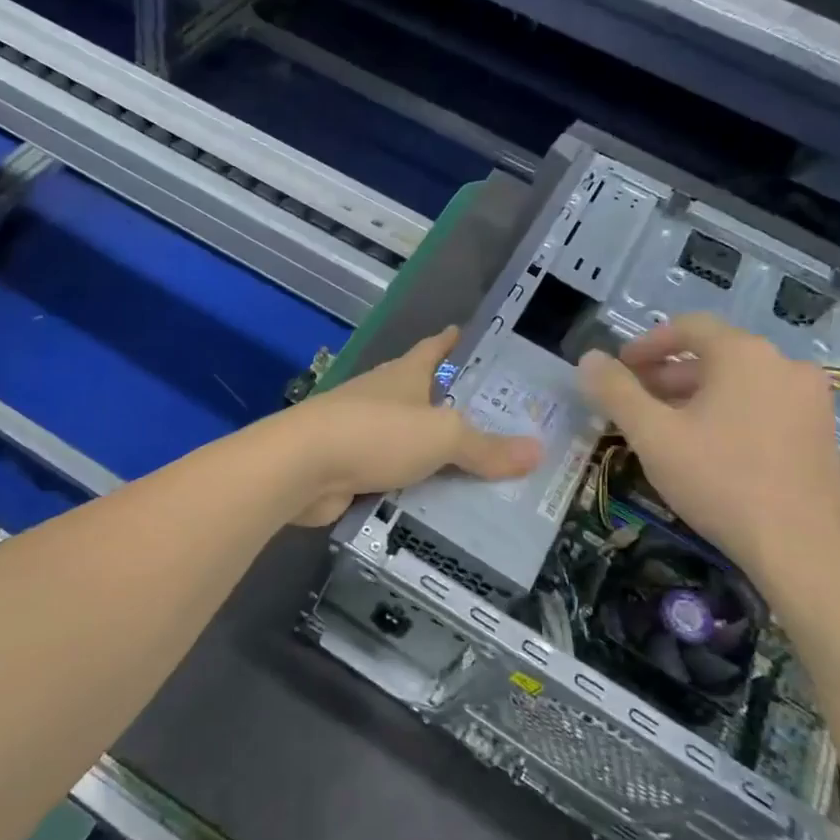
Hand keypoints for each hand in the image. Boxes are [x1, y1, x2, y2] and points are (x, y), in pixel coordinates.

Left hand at [281, 327, 541, 526]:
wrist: (302, 467)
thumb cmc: (376, 433)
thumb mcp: (442, 436)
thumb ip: (486, 447)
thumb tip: (538, 451)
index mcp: (404, 376)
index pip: (433, 349)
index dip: (451, 341)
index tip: (466, 333)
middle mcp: (382, 398)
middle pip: (423, 397)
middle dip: (453, 407)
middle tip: (499, 423)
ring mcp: (361, 434)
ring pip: (408, 442)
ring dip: (434, 454)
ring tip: (477, 472)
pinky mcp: (349, 469)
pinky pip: (393, 478)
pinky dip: (413, 489)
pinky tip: (437, 506)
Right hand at [577, 314, 839, 580]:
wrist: (800, 548)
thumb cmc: (719, 481)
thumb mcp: (652, 435)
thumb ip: (616, 391)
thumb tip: (589, 359)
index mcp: (745, 355)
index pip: (688, 327)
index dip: (647, 344)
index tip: (619, 369)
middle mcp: (785, 365)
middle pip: (714, 355)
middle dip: (668, 375)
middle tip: (634, 403)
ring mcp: (811, 399)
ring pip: (740, 383)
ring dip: (697, 396)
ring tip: (666, 429)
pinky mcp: (822, 432)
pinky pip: (764, 406)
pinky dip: (730, 413)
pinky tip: (709, 449)